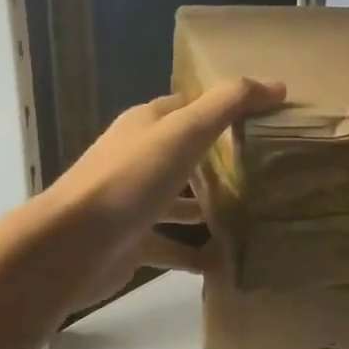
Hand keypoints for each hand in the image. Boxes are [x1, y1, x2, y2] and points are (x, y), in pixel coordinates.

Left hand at [49, 77, 284, 310]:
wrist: (72, 245)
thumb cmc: (131, 179)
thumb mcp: (184, 131)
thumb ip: (228, 105)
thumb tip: (277, 86)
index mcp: (146, 125)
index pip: (189, 106)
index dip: (223, 108)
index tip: (263, 119)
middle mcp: (137, 158)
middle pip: (184, 153)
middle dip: (219, 160)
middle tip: (265, 170)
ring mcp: (132, 202)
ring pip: (178, 201)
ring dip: (208, 207)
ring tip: (252, 216)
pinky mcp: (132, 241)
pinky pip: (172, 245)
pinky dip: (197, 254)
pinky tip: (225, 262)